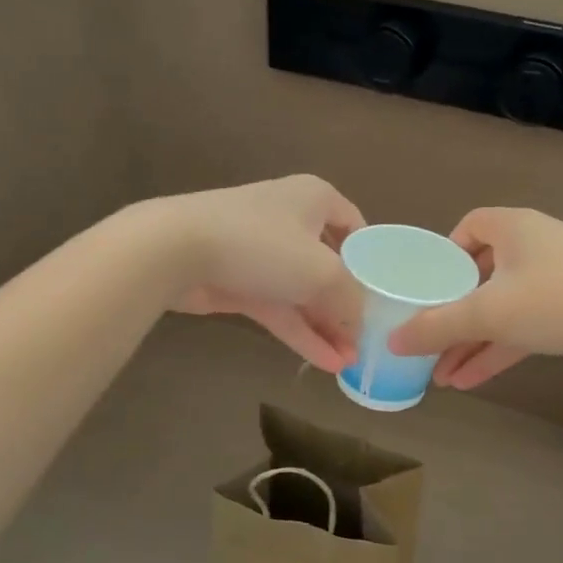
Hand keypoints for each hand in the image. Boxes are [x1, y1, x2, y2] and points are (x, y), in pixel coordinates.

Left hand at [152, 175, 365, 372]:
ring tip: (351, 362)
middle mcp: (291, 220)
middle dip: (348, 305)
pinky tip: (326, 363)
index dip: (371, 259)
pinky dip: (301, 333)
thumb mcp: (323, 272)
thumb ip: (350, 299)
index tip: (385, 294)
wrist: (176, 250)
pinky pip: (280, 309)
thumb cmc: (262, 245)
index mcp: (315, 199)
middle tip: (369, 339)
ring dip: (326, 327)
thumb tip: (361, 323)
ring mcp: (263, 253)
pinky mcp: (240, 283)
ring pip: (303, 293)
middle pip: (330, 265)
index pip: (354, 225)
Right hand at [387, 208, 562, 387]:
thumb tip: (394, 341)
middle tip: (424, 341)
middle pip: (478, 276)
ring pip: (499, 309)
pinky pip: (521, 328)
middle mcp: (531, 248)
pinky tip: (468, 381)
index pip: (468, 228)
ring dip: (470, 340)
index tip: (425, 286)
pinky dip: (497, 351)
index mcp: (512, 228)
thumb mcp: (489, 312)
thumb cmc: (558, 298)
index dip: (443, 255)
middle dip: (451, 313)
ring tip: (438, 375)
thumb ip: (438, 326)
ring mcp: (553, 282)